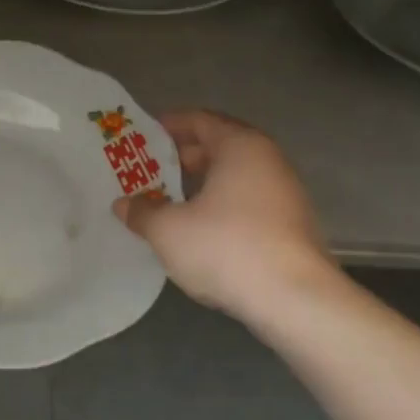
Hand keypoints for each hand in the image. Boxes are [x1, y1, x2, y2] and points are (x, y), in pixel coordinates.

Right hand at [114, 109, 339, 321]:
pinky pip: (247, 201)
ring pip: (235, 176)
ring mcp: (285, 193)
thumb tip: (124, 204)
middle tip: (150, 170)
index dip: (169, 125)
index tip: (143, 136)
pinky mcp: (291, 224)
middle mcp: (267, 160)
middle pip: (220, 146)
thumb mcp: (168, 230)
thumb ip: (142, 212)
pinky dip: (221, 204)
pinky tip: (200, 228)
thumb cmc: (227, 248)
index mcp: (240, 146)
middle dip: (183, 157)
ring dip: (203, 184)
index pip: (200, 120)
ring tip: (169, 201)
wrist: (295, 299)